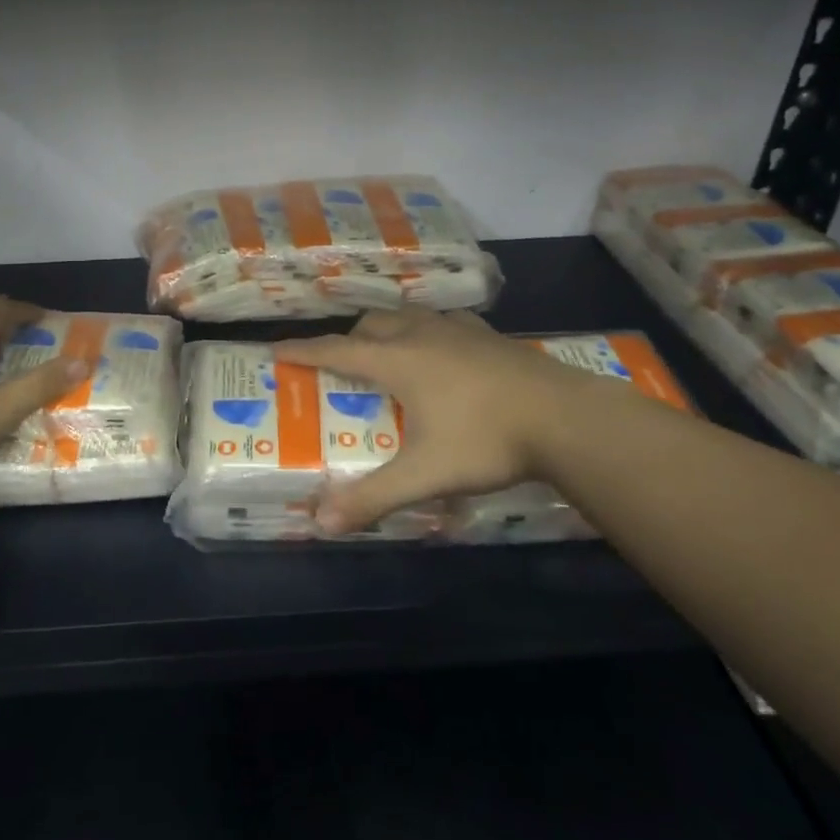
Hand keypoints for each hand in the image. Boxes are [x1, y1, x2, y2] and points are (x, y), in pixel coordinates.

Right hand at [280, 309, 624, 533]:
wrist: (564, 417)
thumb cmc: (485, 440)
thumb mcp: (424, 475)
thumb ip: (373, 497)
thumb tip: (321, 523)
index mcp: (397, 360)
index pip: (336, 349)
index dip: (303, 350)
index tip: (276, 347)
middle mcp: (421, 335)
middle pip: (371, 325)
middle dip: (348, 339)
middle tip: (341, 365)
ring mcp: (459, 330)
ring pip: (408, 317)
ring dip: (388, 330)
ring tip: (388, 354)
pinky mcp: (489, 336)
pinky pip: (445, 322)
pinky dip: (428, 331)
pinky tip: (444, 351)